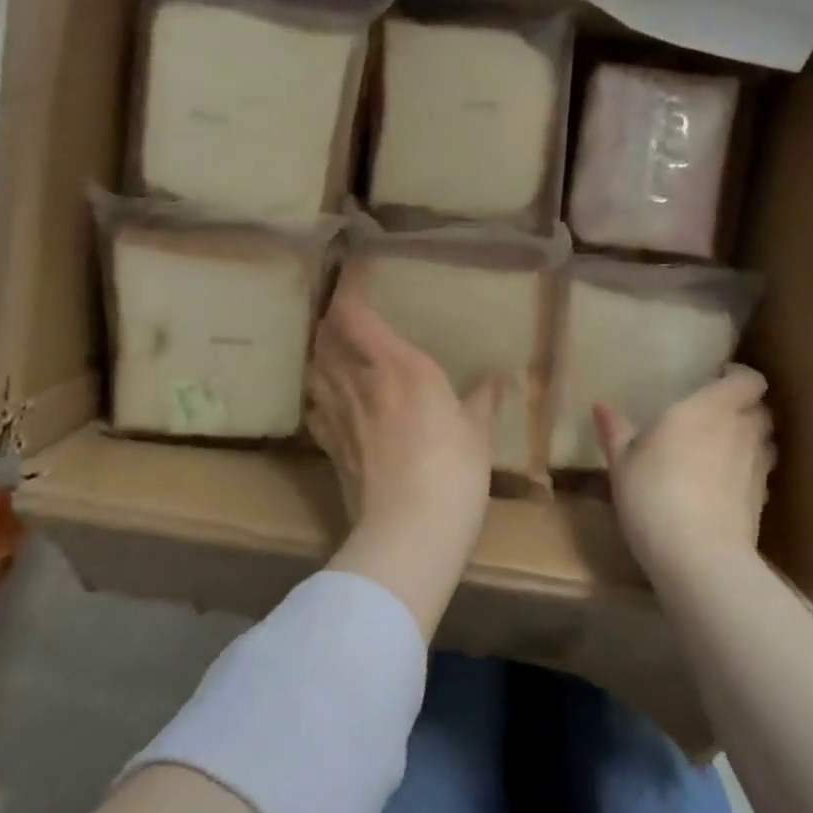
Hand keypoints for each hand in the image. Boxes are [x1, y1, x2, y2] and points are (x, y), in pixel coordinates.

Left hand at [306, 271, 498, 634]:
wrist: (408, 531)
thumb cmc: (454, 471)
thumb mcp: (477, 432)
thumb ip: (482, 399)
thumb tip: (498, 378)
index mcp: (399, 366)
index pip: (354, 315)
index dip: (347, 294)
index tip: (353, 281)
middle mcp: (361, 381)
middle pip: (326, 336)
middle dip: (331, 322)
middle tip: (346, 317)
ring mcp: (339, 414)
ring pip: (314, 368)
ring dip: (321, 354)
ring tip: (334, 351)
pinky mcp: (328, 445)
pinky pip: (315, 406)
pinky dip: (318, 393)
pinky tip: (329, 398)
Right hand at [595, 366, 774, 582]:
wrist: (699, 557)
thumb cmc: (654, 493)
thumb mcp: (622, 462)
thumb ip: (616, 431)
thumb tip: (601, 406)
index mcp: (709, 408)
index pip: (748, 379)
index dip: (738, 377)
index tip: (716, 379)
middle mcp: (741, 430)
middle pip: (760, 409)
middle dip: (743, 409)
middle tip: (714, 416)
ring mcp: (757, 467)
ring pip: (764, 442)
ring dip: (748, 441)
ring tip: (720, 451)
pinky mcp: (763, 502)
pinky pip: (759, 475)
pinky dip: (746, 474)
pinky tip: (723, 489)